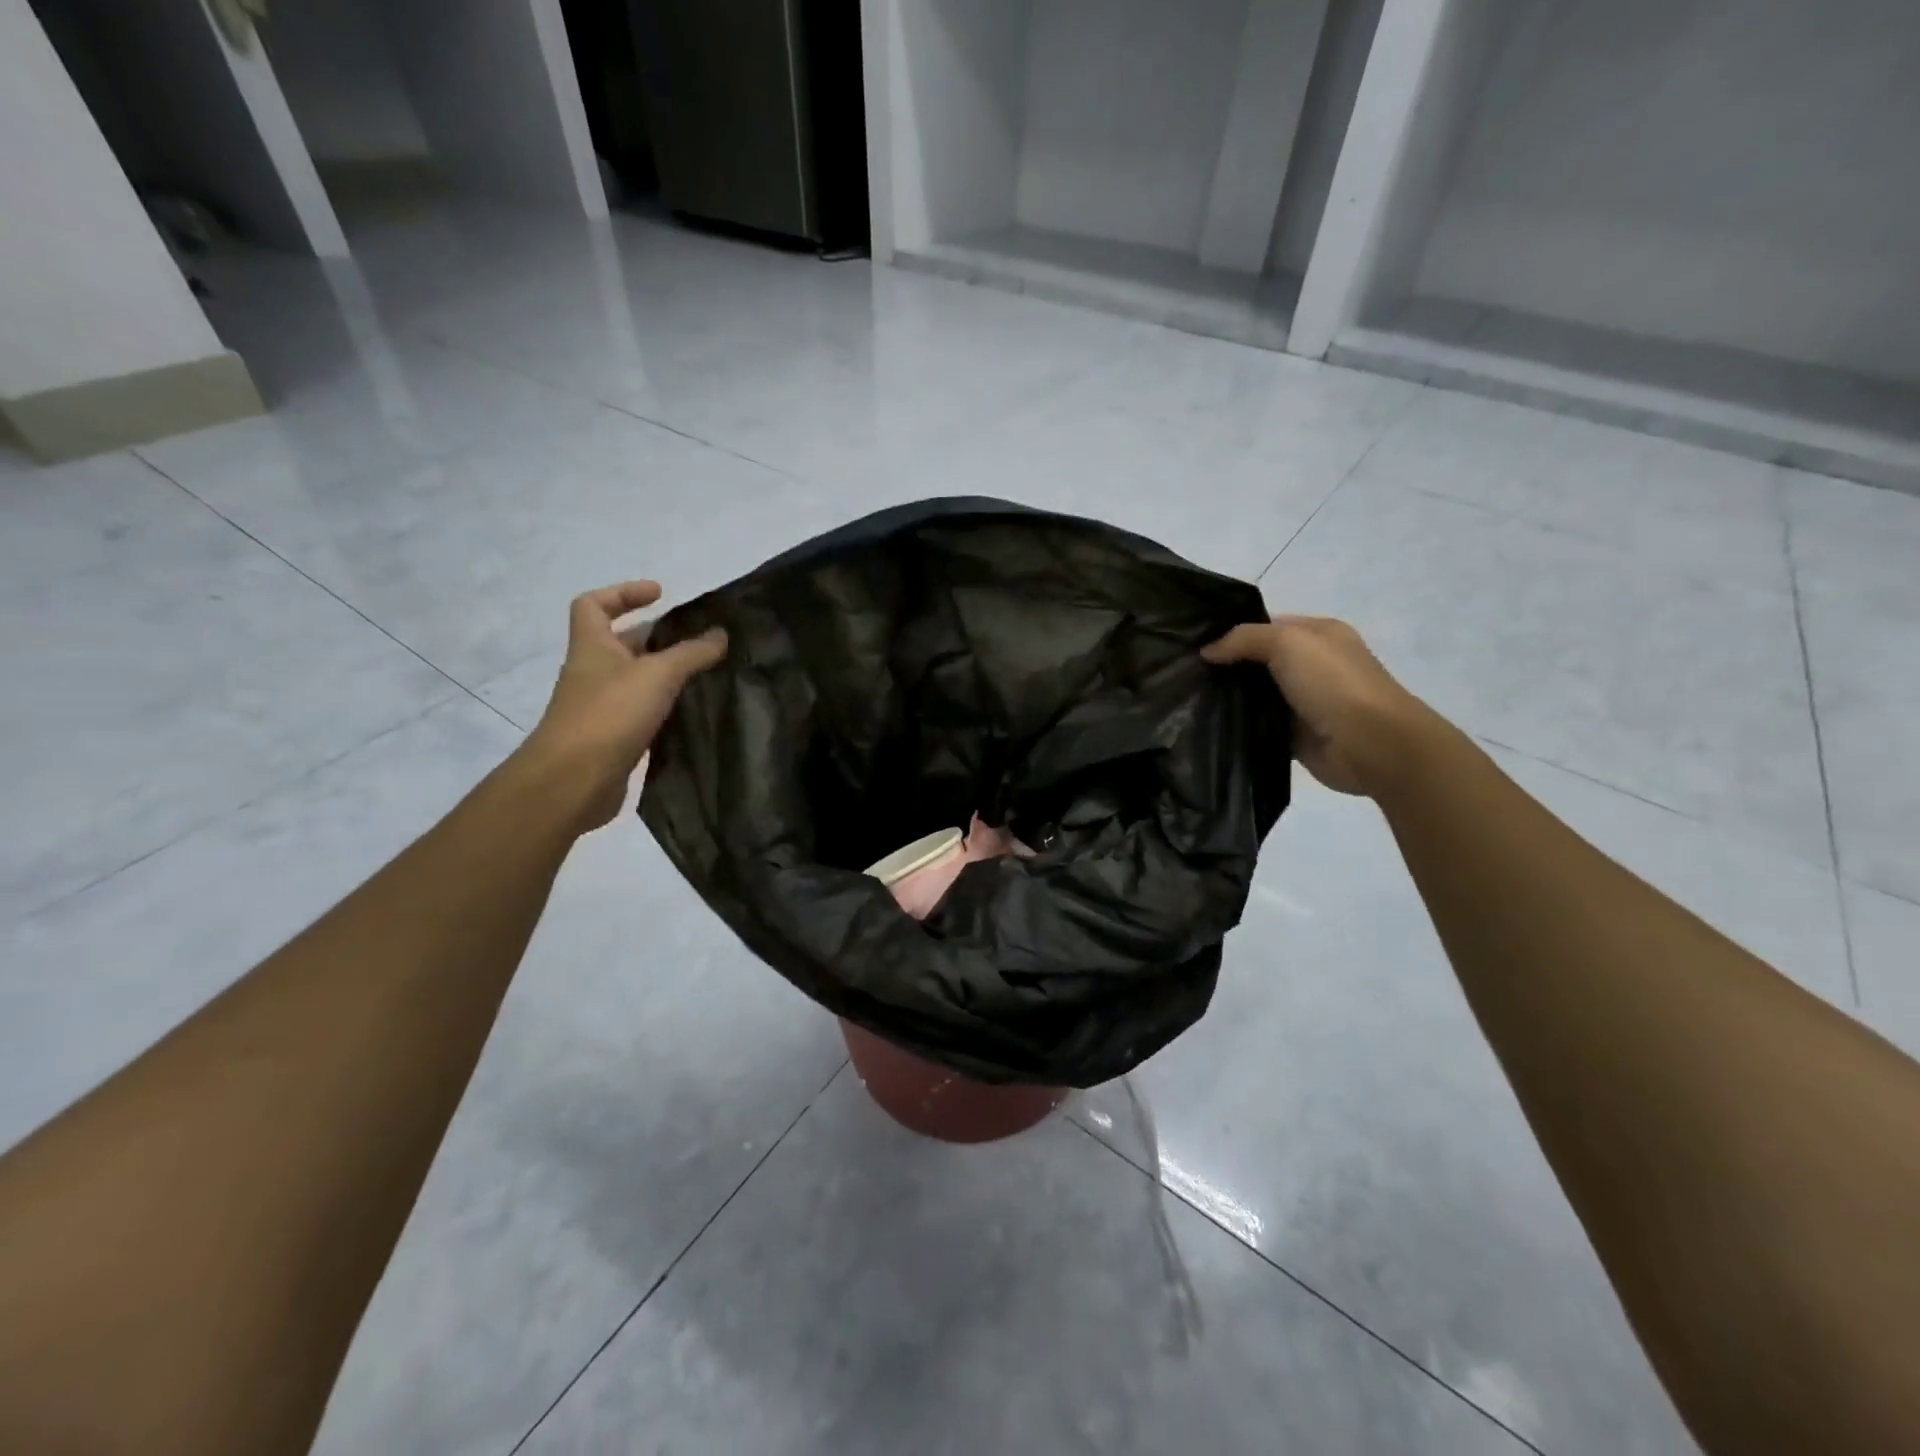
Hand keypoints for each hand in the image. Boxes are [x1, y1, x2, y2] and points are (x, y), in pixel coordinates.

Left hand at [521, 581, 727, 830]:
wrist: (573, 781)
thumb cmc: (610, 714)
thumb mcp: (658, 674)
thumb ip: (692, 653)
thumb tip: (721, 634)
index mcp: (592, 646)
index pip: (593, 604)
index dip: (623, 593)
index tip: (660, 595)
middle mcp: (593, 673)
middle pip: (621, 643)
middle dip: (657, 637)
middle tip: (698, 639)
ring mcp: (601, 707)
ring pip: (636, 680)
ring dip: (665, 675)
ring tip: (705, 674)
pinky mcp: (614, 739)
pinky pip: (643, 713)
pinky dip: (665, 708)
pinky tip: (693, 712)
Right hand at [1202, 615, 1433, 796]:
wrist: (1369, 744)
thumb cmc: (1333, 682)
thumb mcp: (1287, 642)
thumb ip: (1244, 639)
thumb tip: (1207, 651)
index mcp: (1318, 634)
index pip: (1266, 626)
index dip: (1232, 633)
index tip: (1194, 644)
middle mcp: (1312, 665)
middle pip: (1258, 662)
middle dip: (1226, 667)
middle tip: (1183, 673)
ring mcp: (1304, 702)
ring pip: (1256, 696)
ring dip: (1230, 699)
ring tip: (1187, 699)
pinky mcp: (1296, 735)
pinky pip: (1259, 727)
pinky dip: (1240, 727)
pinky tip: (1209, 726)